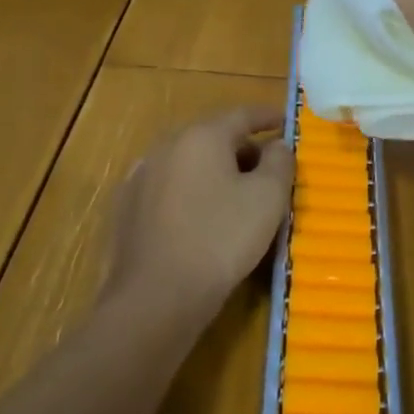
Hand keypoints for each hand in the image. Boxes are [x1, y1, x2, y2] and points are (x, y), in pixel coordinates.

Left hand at [107, 106, 294, 322]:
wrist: (155, 299)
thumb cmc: (220, 240)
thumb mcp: (268, 199)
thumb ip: (280, 162)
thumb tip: (278, 145)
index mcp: (201, 136)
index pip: (242, 115)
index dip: (268, 117)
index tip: (286, 122)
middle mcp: (167, 146)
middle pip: (213, 137)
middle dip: (243, 149)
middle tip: (268, 169)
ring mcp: (141, 176)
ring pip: (189, 163)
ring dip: (216, 172)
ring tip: (237, 196)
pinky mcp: (127, 208)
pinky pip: (170, 188)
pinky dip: (192, 192)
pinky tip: (202, 217)